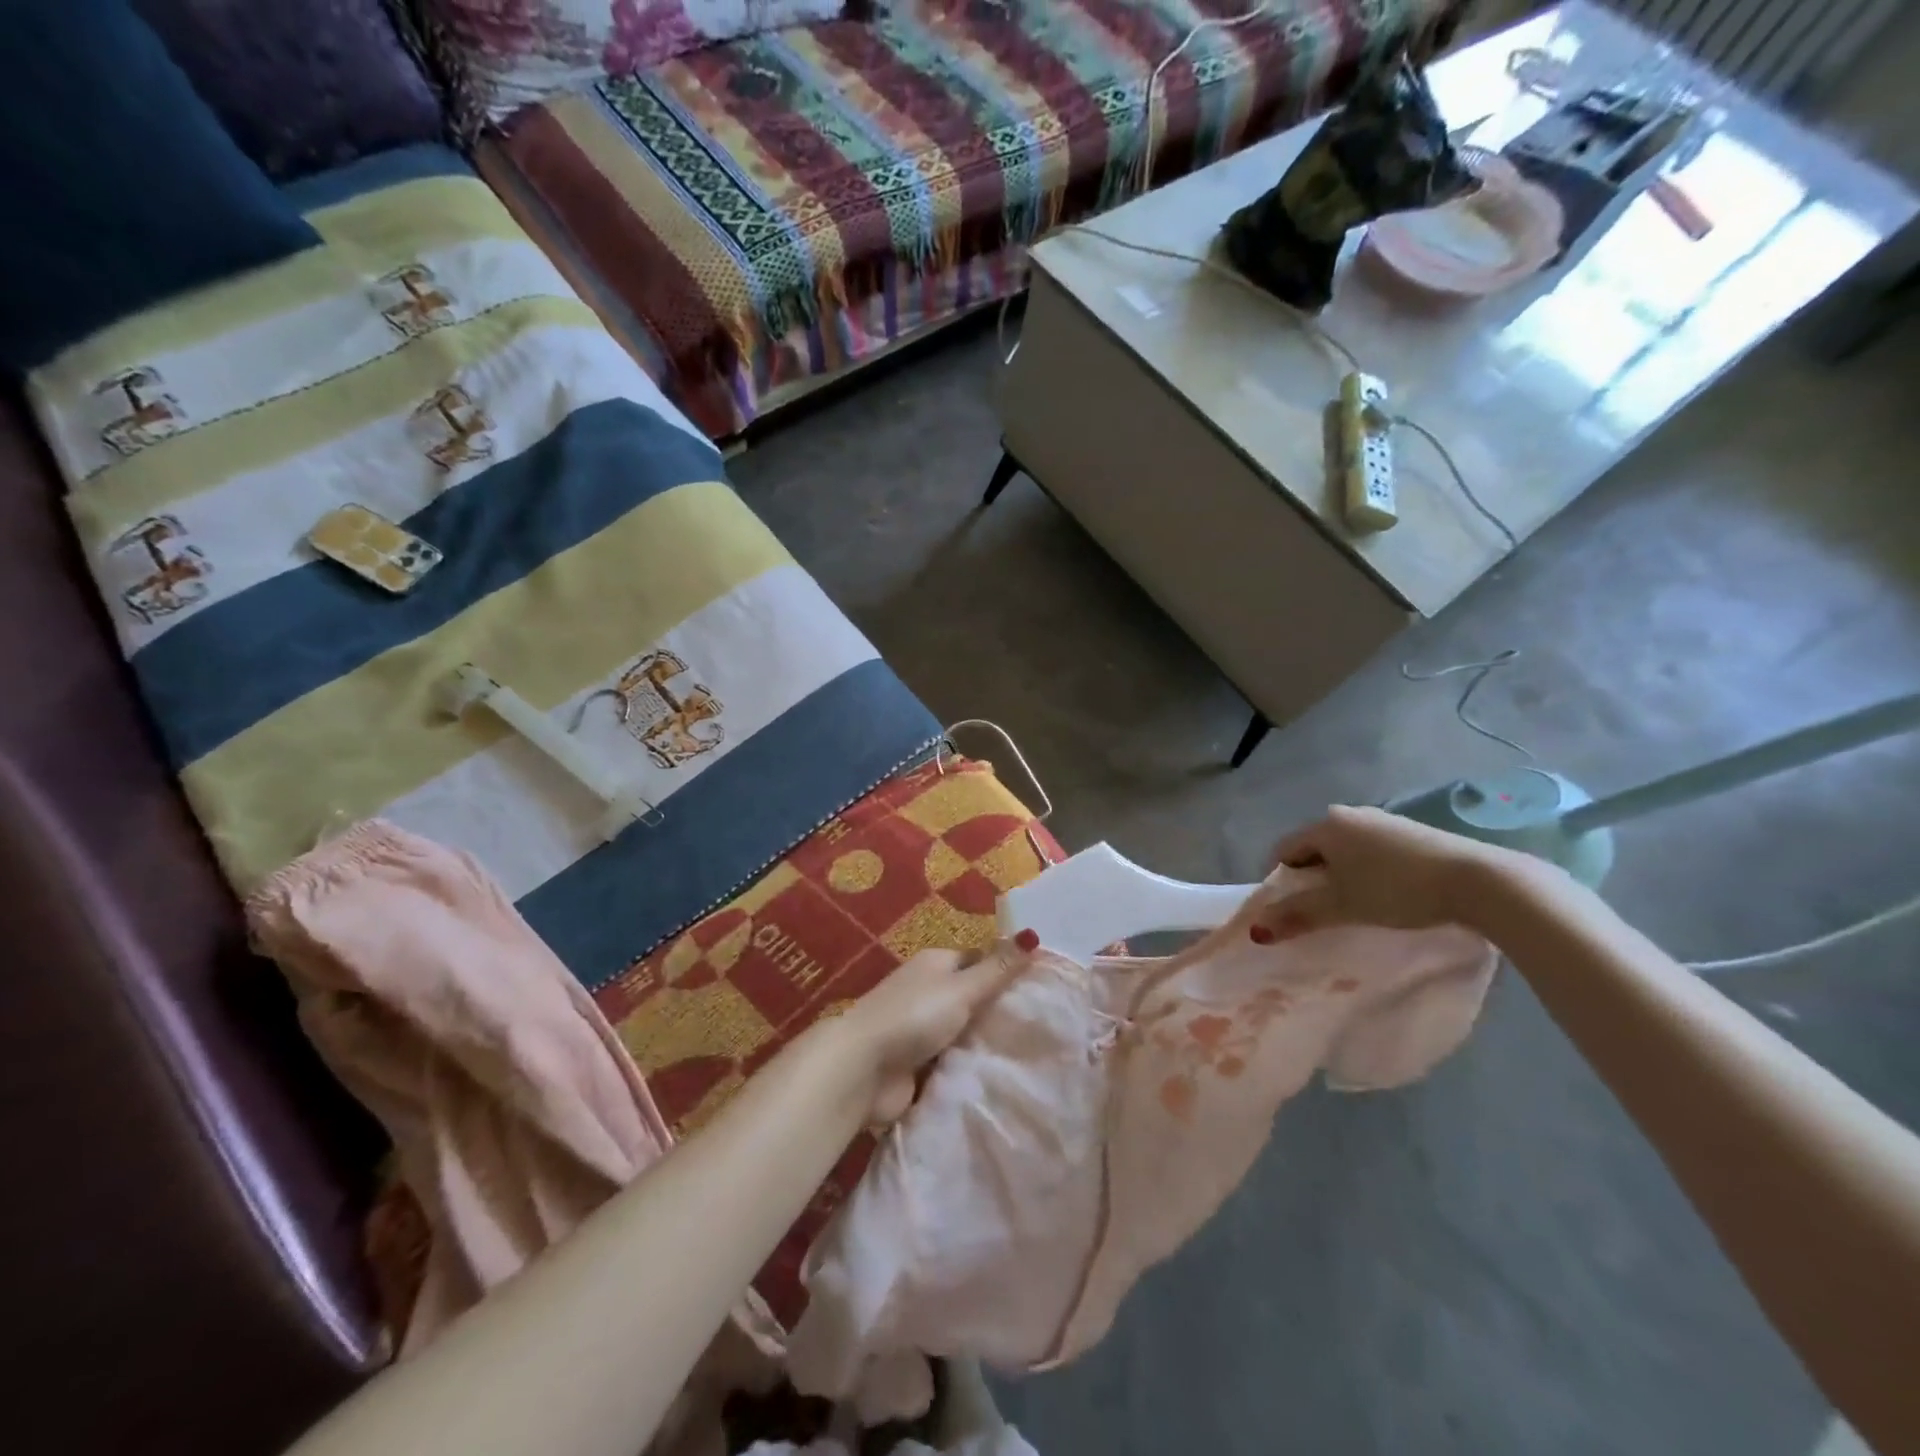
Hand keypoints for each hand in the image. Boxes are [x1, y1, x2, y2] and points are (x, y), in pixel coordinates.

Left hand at [832, 947, 1026, 1123]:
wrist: (862, 1070)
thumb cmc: (913, 1017)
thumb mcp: (961, 988)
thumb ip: (998, 968)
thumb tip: (1033, 933)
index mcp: (935, 964)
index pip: (978, 960)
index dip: (1006, 970)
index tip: (1042, 987)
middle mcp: (927, 991)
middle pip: (972, 998)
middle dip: (1000, 1013)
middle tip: (1044, 1027)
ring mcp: (921, 1029)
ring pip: (965, 1033)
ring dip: (986, 1044)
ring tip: (1032, 1055)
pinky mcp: (918, 1065)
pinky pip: (953, 1063)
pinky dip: (969, 1069)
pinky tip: (1002, 1077)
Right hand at [1254, 804, 1527, 935]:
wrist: (1479, 880)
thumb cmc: (1397, 889)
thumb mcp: (1342, 906)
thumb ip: (1297, 915)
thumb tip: (1255, 930)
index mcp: (1325, 824)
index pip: (1283, 850)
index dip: (1279, 881)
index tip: (1290, 911)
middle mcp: (1350, 814)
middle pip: (1315, 849)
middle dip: (1311, 880)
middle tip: (1322, 913)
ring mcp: (1384, 821)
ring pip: (1346, 851)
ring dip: (1342, 877)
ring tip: (1357, 908)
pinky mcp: (1413, 833)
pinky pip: (1374, 852)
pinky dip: (1369, 872)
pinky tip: (1389, 895)